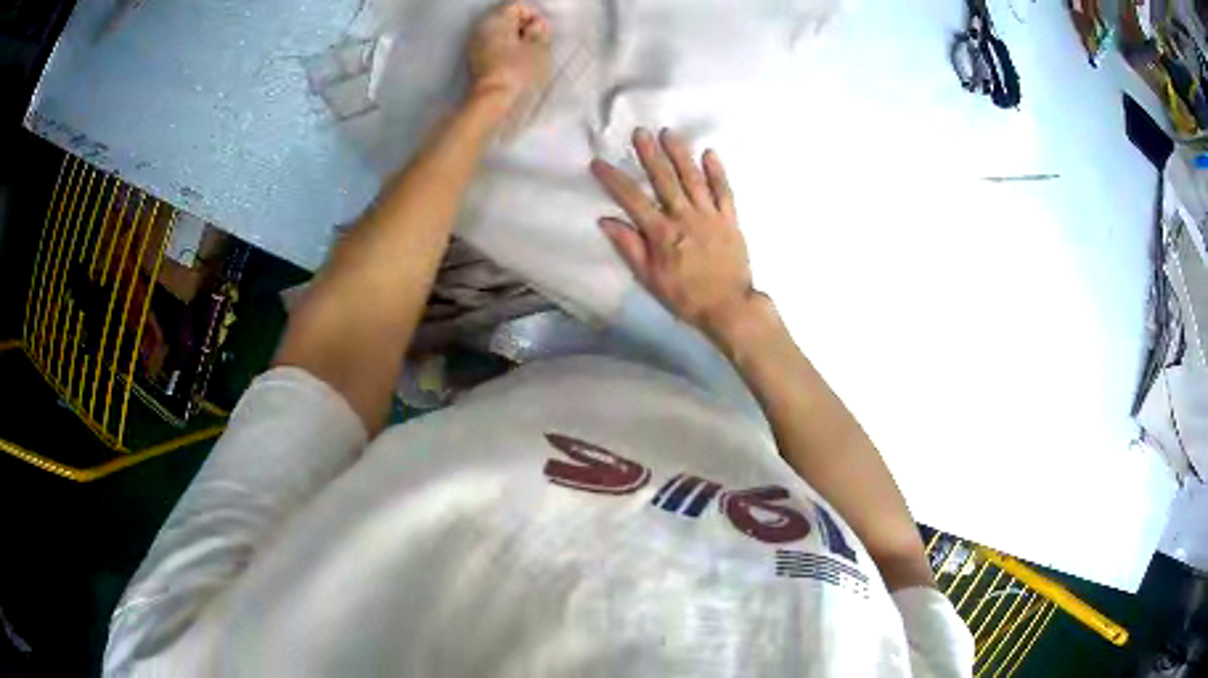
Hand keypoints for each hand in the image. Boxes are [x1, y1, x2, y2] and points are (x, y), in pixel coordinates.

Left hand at [466, 2, 550, 120]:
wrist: (491, 99)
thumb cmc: (516, 71)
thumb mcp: (537, 48)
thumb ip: (539, 31)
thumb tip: (537, 25)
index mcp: (497, 20)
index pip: (517, 6)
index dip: (533, 16)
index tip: (541, 31)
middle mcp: (483, 28)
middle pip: (506, 18)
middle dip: (523, 27)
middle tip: (536, 42)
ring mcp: (475, 43)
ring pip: (499, 32)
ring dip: (514, 39)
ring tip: (526, 54)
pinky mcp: (474, 59)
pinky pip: (492, 45)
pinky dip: (504, 49)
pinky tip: (513, 62)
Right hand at [591, 128, 763, 342]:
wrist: (729, 307)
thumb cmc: (686, 296)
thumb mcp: (650, 279)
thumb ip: (629, 247)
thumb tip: (606, 220)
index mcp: (662, 233)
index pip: (632, 200)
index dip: (614, 180)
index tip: (598, 163)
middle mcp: (685, 217)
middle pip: (665, 180)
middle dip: (650, 155)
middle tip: (640, 132)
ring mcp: (710, 216)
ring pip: (693, 179)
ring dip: (680, 154)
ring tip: (669, 134)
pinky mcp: (730, 219)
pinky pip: (724, 191)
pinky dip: (717, 172)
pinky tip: (710, 153)